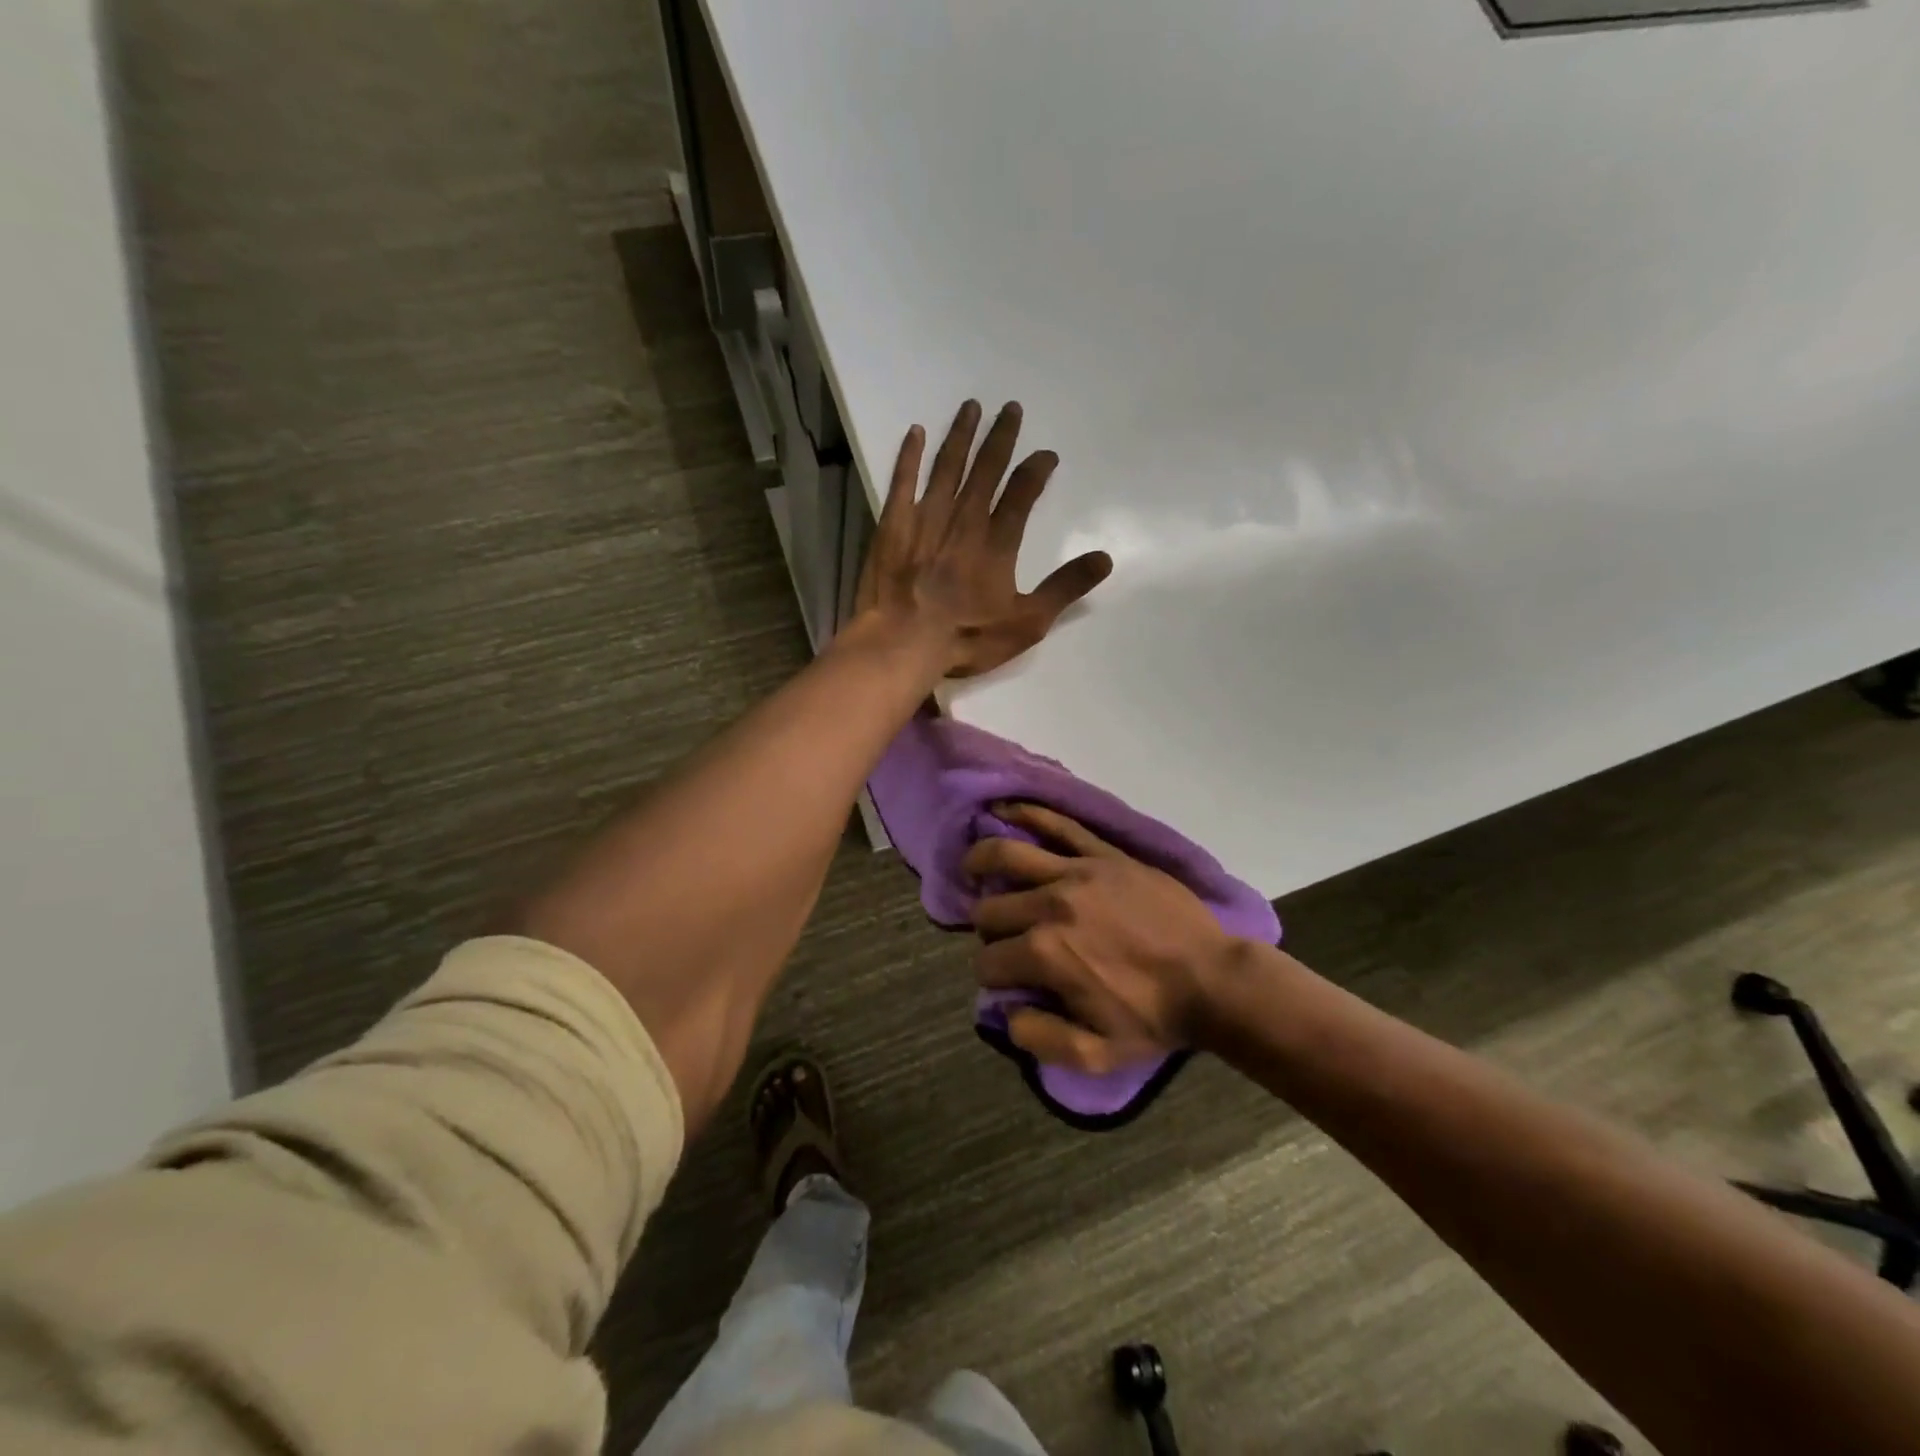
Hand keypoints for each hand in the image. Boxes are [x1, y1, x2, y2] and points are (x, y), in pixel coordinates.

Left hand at [856, 400, 1112, 678]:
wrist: (902, 644)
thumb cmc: (967, 637)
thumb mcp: (1027, 623)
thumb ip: (1064, 588)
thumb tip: (1105, 558)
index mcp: (997, 543)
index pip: (1022, 494)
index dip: (1036, 470)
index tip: (1046, 454)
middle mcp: (964, 521)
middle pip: (985, 470)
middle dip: (1000, 438)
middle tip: (1010, 408)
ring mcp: (925, 520)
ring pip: (947, 467)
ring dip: (961, 436)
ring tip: (971, 407)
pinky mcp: (892, 527)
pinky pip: (902, 482)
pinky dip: (910, 456)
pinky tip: (915, 433)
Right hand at [963, 802, 1239, 1072]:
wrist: (1214, 978)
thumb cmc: (1154, 1017)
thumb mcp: (1098, 1055)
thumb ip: (1041, 1039)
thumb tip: (1006, 1013)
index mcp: (1044, 955)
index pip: (988, 961)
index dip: (991, 975)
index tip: (1007, 981)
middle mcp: (1050, 906)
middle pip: (990, 909)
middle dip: (987, 927)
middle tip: (1005, 937)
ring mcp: (1077, 872)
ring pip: (1007, 855)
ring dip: (981, 862)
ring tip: (973, 867)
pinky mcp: (1103, 853)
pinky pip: (1058, 824)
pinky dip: (1026, 814)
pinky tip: (1005, 810)